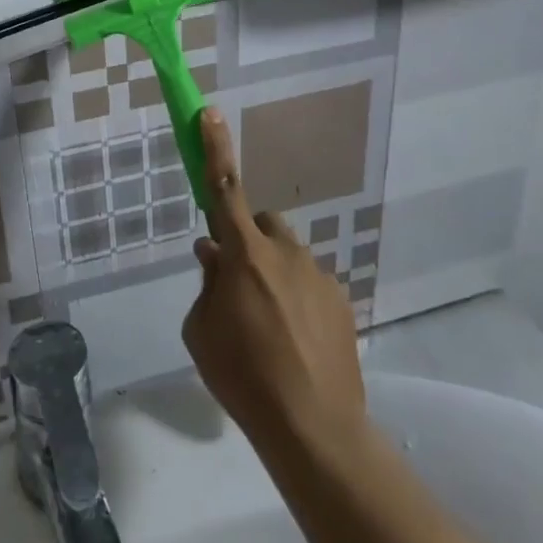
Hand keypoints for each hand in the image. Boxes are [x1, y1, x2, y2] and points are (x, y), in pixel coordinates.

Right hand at [182, 109, 365, 449]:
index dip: (214, 148)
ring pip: (287, 255)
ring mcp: (318, 275)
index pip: (224, 188)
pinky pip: (310, 282)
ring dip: (273, 272)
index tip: (209, 113)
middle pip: (262, 223)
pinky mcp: (341, 299)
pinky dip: (297, 298)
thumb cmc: (242, 377)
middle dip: (248, 240)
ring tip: (270, 325)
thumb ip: (206, 284)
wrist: (314, 429)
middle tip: (238, 283)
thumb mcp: (201, 330)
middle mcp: (284, 253)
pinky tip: (296, 342)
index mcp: (244, 255)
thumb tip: (213, 254)